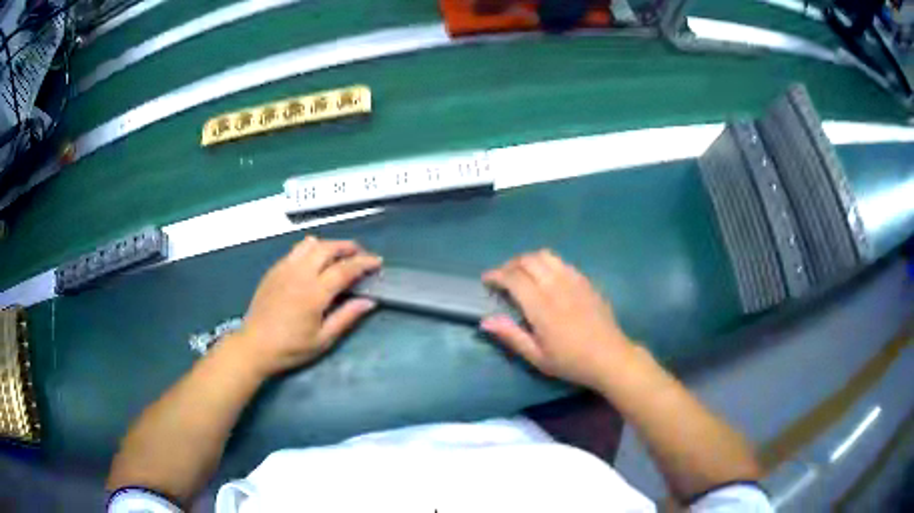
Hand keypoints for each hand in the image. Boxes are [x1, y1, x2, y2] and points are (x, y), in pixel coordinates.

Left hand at [232, 236, 381, 376]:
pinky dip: (310, 249)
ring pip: (310, 244)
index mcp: (314, 292)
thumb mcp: (323, 339)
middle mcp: (300, 274)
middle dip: (347, 247)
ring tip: (338, 254)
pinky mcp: (274, 270)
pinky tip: (313, 261)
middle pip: (327, 248)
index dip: (364, 263)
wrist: (254, 346)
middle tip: (360, 254)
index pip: (345, 269)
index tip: (377, 262)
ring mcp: (284, 269)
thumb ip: (346, 317)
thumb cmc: (291, 348)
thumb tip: (369, 301)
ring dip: (328, 245)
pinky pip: (295, 250)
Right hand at [481, 249, 634, 390]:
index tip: (486, 280)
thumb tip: (485, 320)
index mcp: (542, 306)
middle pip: (528, 260)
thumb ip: (511, 335)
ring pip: (546, 256)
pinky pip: (562, 262)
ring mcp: (574, 280)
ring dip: (529, 260)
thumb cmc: (571, 362)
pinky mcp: (586, 280)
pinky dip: (547, 264)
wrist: (610, 357)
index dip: (496, 275)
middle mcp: (556, 286)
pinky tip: (547, 279)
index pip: (514, 278)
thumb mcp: (537, 357)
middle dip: (510, 264)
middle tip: (503, 278)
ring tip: (523, 274)